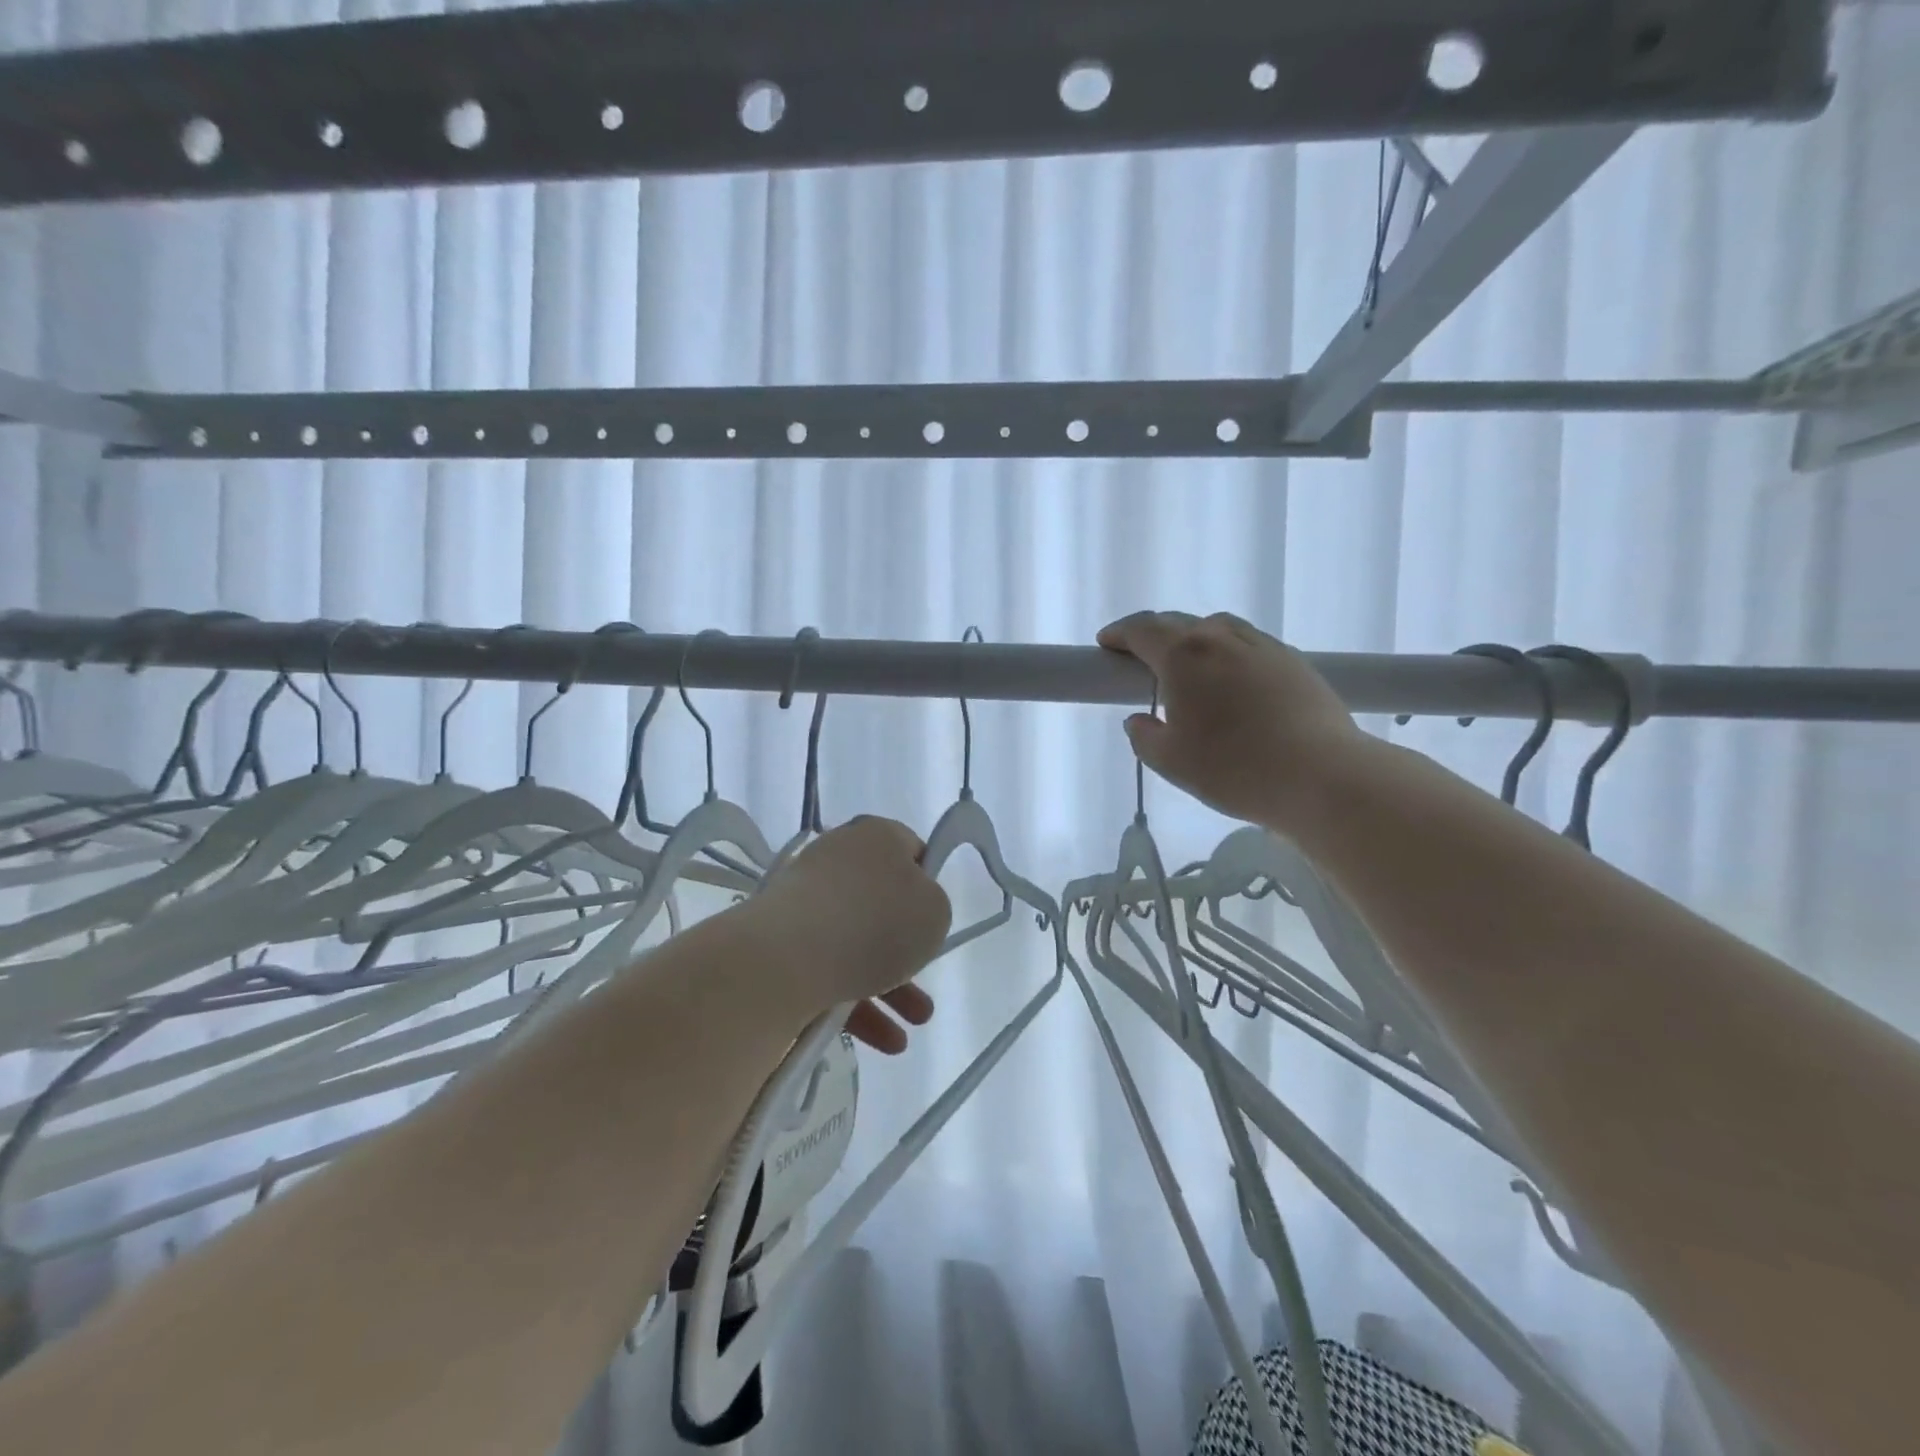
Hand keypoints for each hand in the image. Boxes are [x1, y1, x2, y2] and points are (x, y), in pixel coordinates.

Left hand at [744, 816, 953, 1053]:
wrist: (787, 958)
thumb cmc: (875, 923)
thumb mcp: (935, 912)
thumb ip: (933, 907)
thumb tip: (909, 912)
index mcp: (876, 836)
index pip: (910, 850)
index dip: (928, 884)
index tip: (934, 918)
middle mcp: (837, 857)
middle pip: (882, 902)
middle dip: (907, 949)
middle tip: (924, 979)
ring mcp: (804, 898)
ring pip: (856, 941)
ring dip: (888, 986)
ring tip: (911, 1029)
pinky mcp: (779, 939)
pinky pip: (826, 966)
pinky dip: (854, 1000)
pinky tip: (880, 1040)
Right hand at [1097, 610, 1365, 832]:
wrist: (1322, 776)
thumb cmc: (1234, 768)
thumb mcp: (1171, 762)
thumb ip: (1145, 738)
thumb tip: (1139, 721)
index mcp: (1185, 656)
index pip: (1143, 629)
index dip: (1120, 634)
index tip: (1106, 645)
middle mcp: (1223, 638)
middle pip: (1180, 624)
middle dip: (1154, 636)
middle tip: (1141, 661)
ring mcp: (1264, 647)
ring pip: (1219, 629)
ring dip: (1195, 641)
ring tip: (1189, 670)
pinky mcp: (1295, 662)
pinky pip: (1249, 646)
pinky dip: (1228, 654)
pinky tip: (1233, 684)